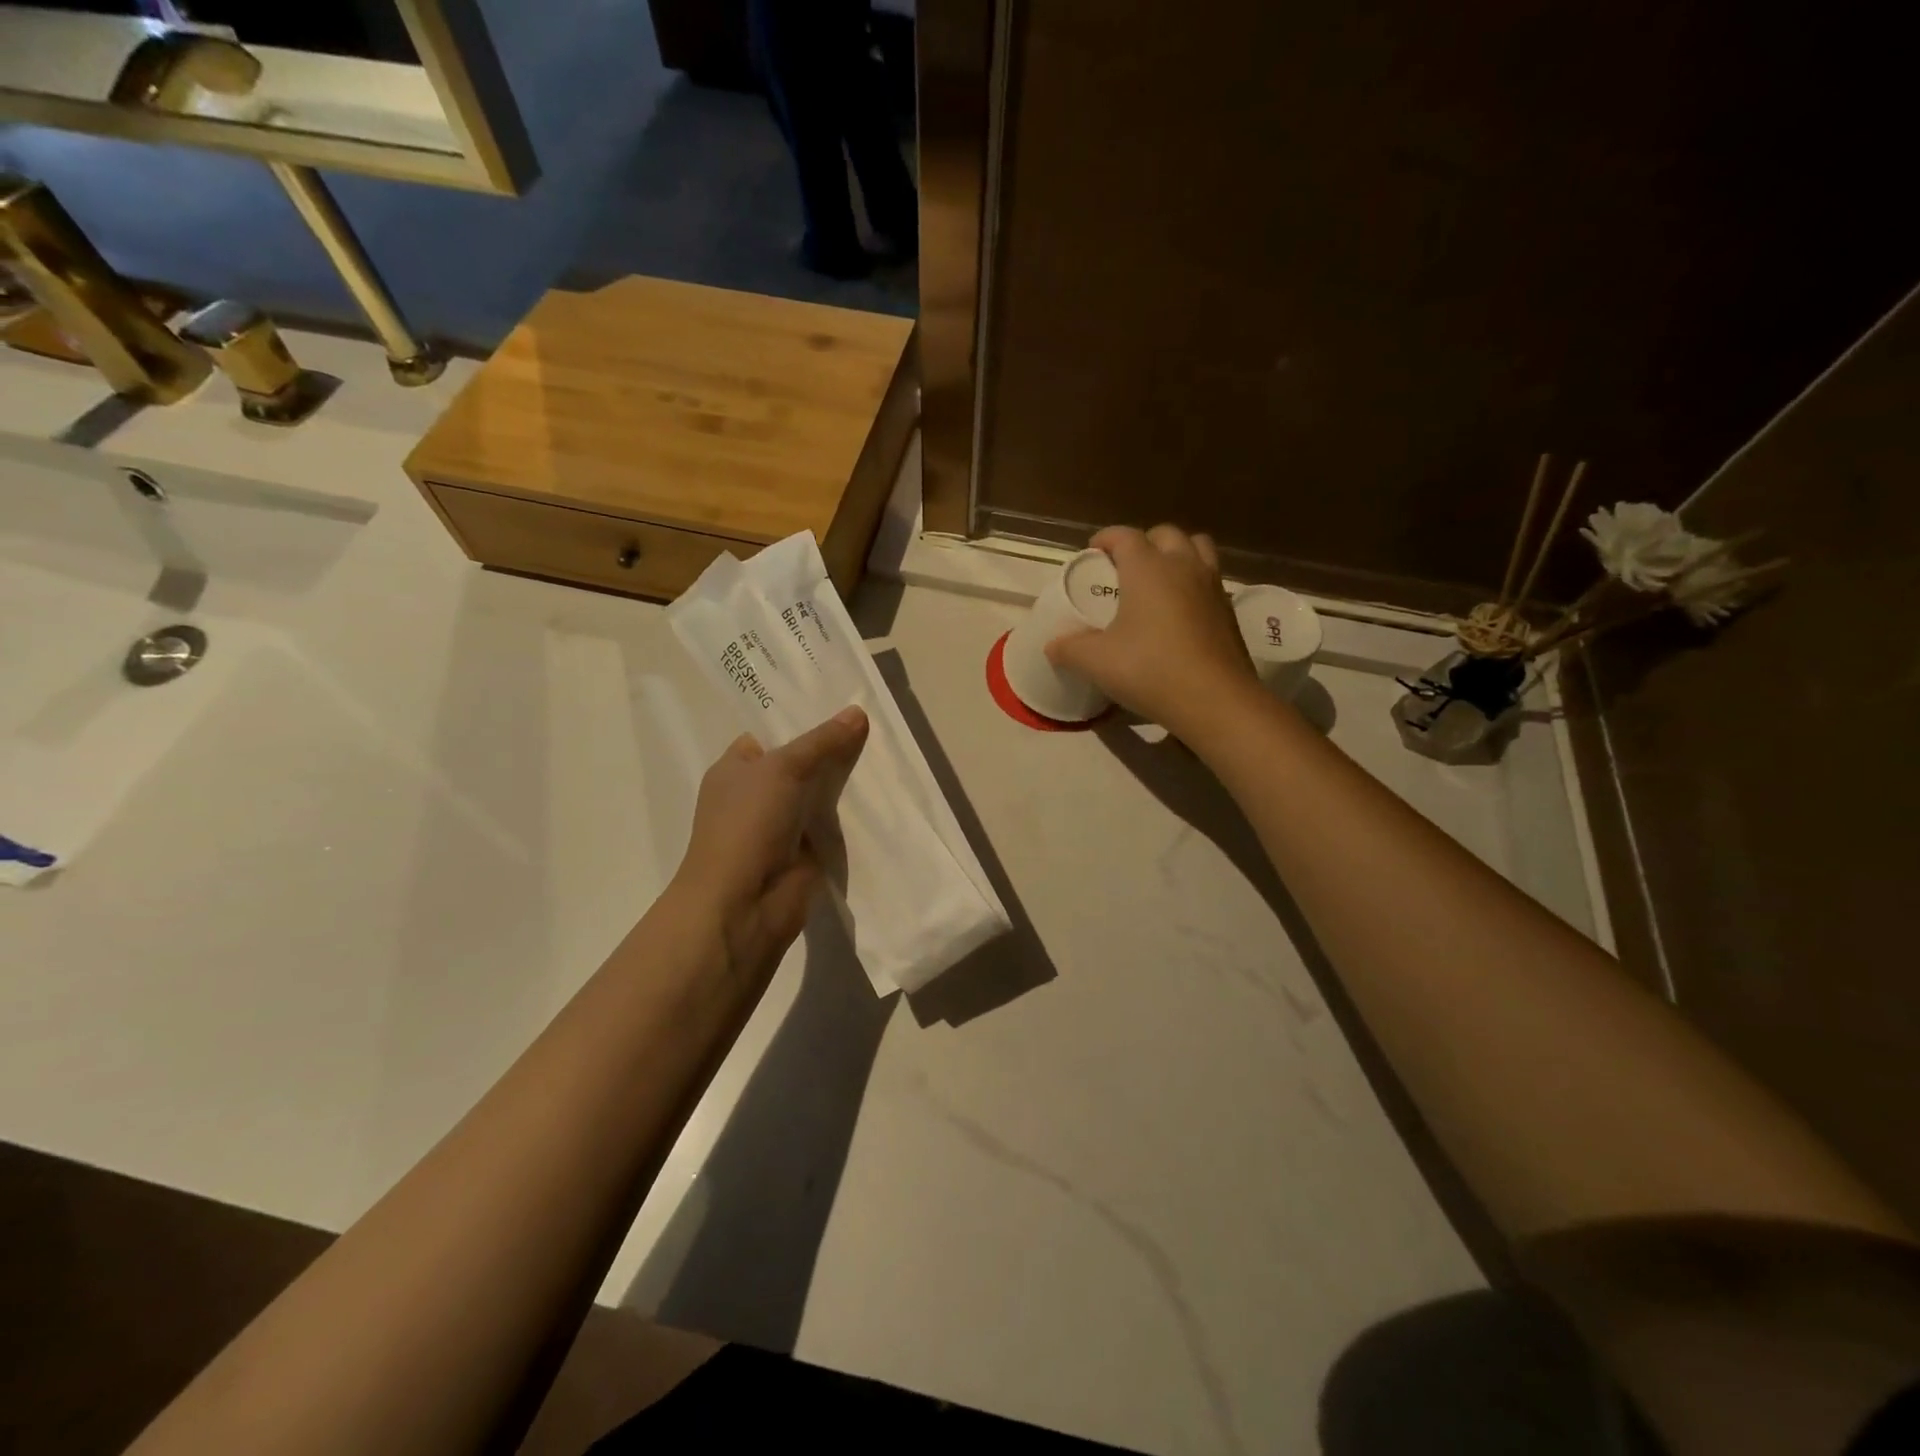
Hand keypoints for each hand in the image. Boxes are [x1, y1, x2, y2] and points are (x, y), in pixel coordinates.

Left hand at [668, 706, 868, 986]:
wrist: (744, 903)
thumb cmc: (748, 824)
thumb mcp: (783, 768)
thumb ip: (822, 741)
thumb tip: (858, 712)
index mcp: (736, 769)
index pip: (769, 735)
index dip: (800, 720)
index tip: (840, 704)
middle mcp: (756, 795)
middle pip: (800, 763)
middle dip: (831, 749)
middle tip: (873, 725)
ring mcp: (782, 825)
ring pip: (819, 793)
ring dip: (846, 782)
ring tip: (886, 752)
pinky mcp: (806, 852)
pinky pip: (833, 823)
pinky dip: (852, 814)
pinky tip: (884, 795)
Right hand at [1046, 524, 1256, 736]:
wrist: (1215, 700)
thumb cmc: (1149, 670)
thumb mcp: (1096, 662)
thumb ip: (1069, 649)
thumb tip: (1052, 646)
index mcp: (1148, 568)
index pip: (1125, 536)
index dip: (1106, 538)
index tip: (1093, 551)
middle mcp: (1182, 566)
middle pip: (1165, 534)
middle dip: (1143, 542)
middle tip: (1126, 567)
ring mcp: (1212, 586)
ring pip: (1197, 548)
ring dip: (1177, 554)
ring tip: (1160, 579)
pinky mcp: (1229, 611)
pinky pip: (1211, 580)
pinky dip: (1195, 583)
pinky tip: (1182, 611)